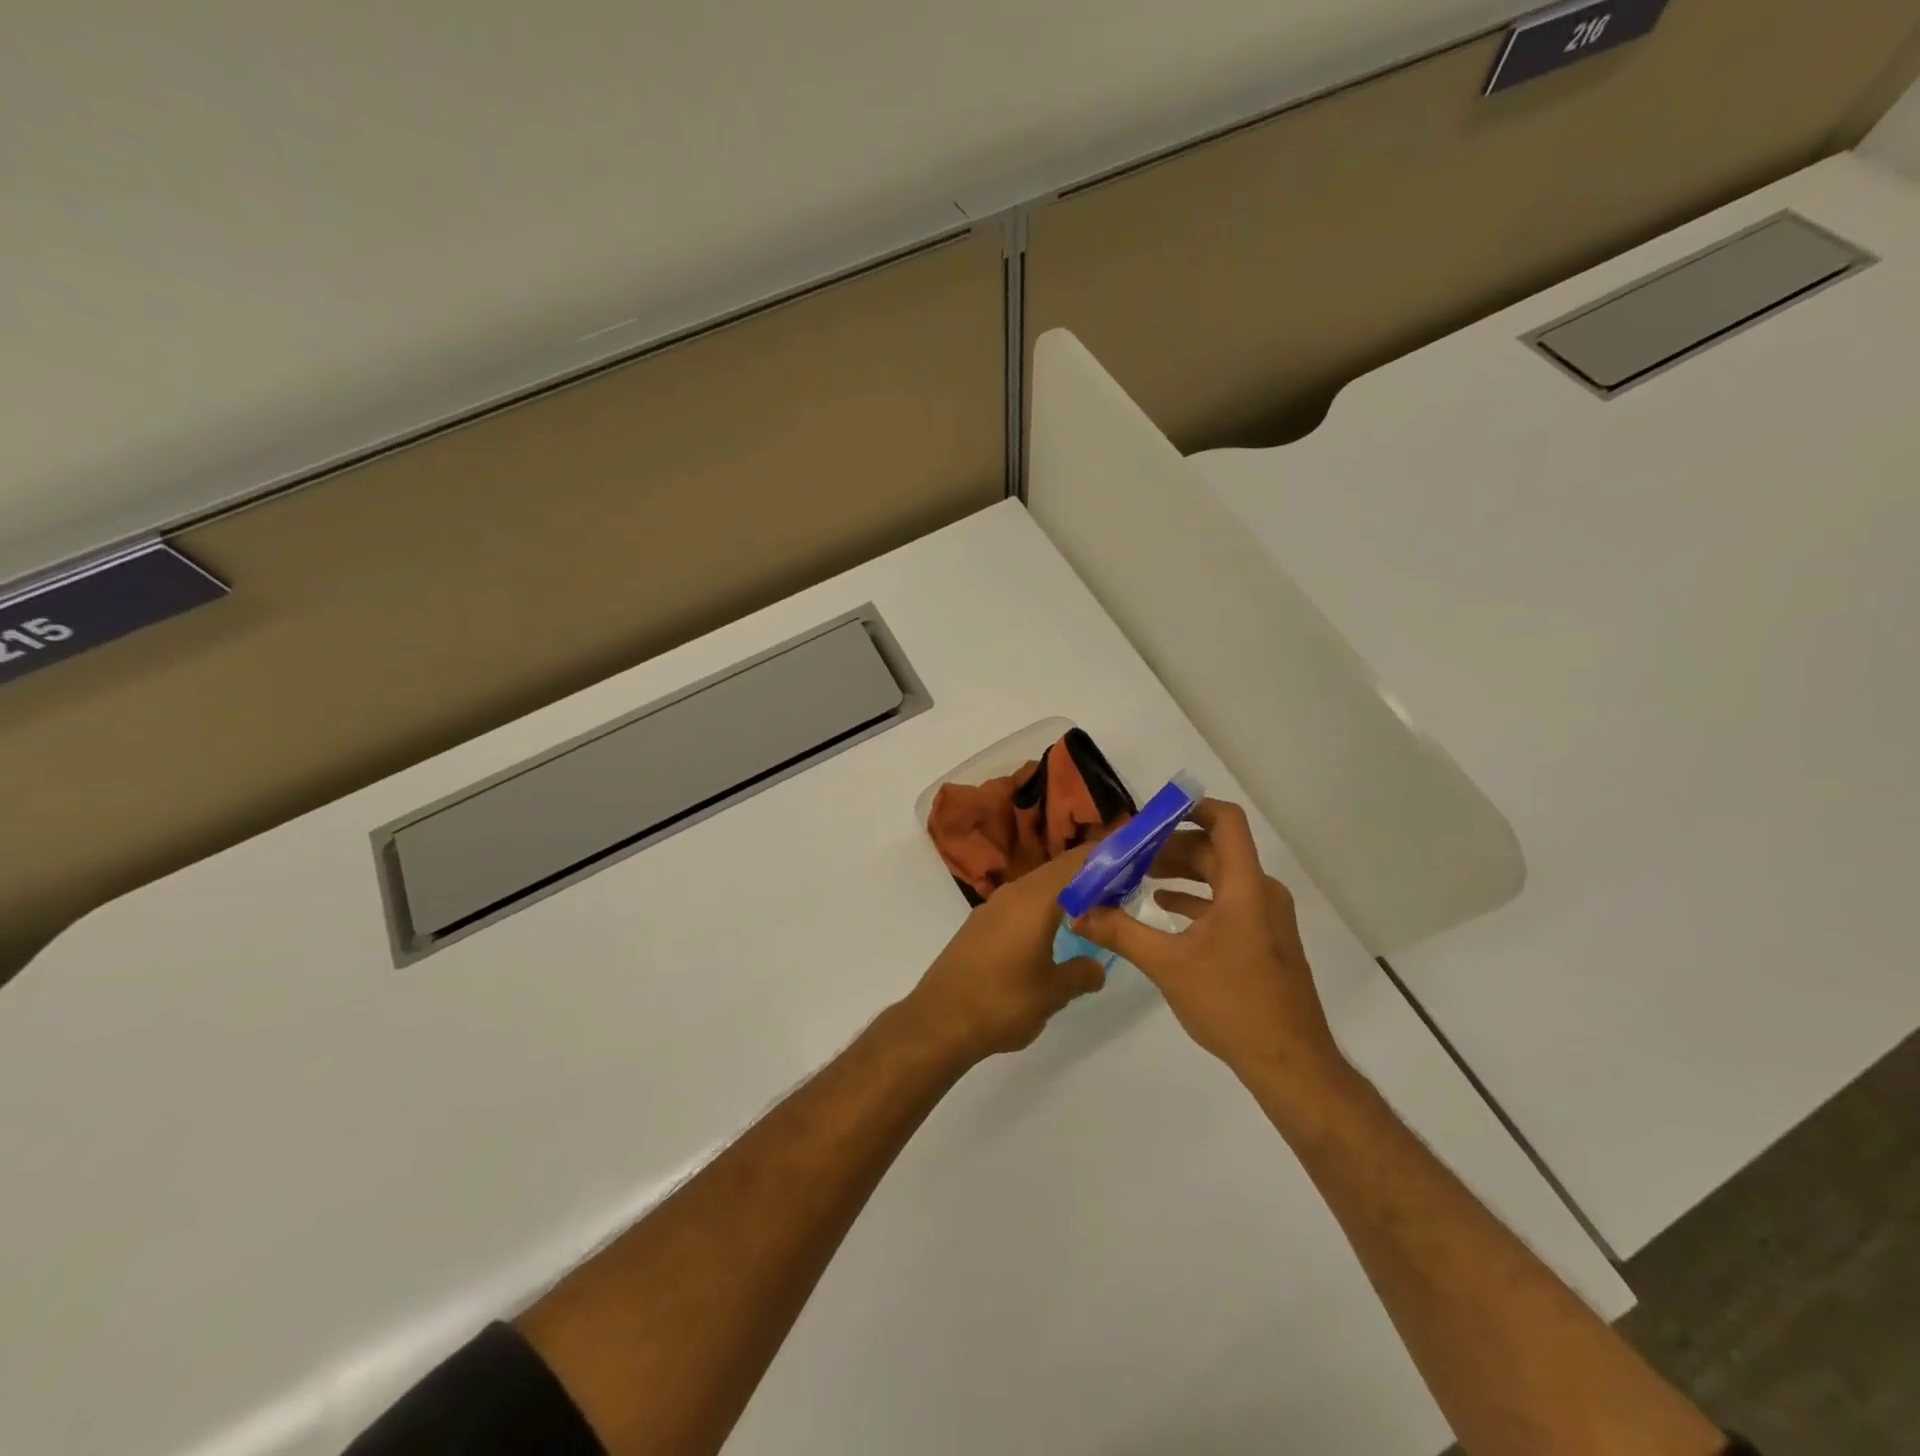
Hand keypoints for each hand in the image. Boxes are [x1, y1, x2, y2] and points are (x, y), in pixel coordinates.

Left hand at [899, 841, 1107, 1063]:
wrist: (939, 1021)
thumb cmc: (1002, 1002)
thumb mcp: (1052, 993)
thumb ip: (1081, 974)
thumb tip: (1097, 967)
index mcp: (1035, 900)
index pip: (1075, 863)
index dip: (1104, 855)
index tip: (1130, 856)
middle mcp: (1012, 894)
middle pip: (1056, 872)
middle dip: (1088, 875)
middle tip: (1121, 886)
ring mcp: (992, 909)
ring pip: (1036, 888)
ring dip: (1064, 892)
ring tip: (1092, 908)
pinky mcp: (979, 926)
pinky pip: (1019, 905)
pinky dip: (1043, 908)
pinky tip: (1052, 930)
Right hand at [1073, 799, 1346, 1092]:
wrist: (1290, 1063)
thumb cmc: (1232, 1004)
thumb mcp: (1167, 965)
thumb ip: (1121, 933)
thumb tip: (1077, 912)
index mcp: (1245, 887)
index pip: (1226, 822)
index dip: (1191, 808)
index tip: (1152, 815)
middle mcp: (1261, 892)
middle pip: (1215, 849)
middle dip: (1170, 845)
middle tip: (1128, 852)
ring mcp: (1265, 917)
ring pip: (1220, 876)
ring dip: (1181, 871)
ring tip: (1139, 876)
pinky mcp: (1263, 939)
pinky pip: (1227, 902)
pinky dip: (1195, 897)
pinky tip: (1164, 906)